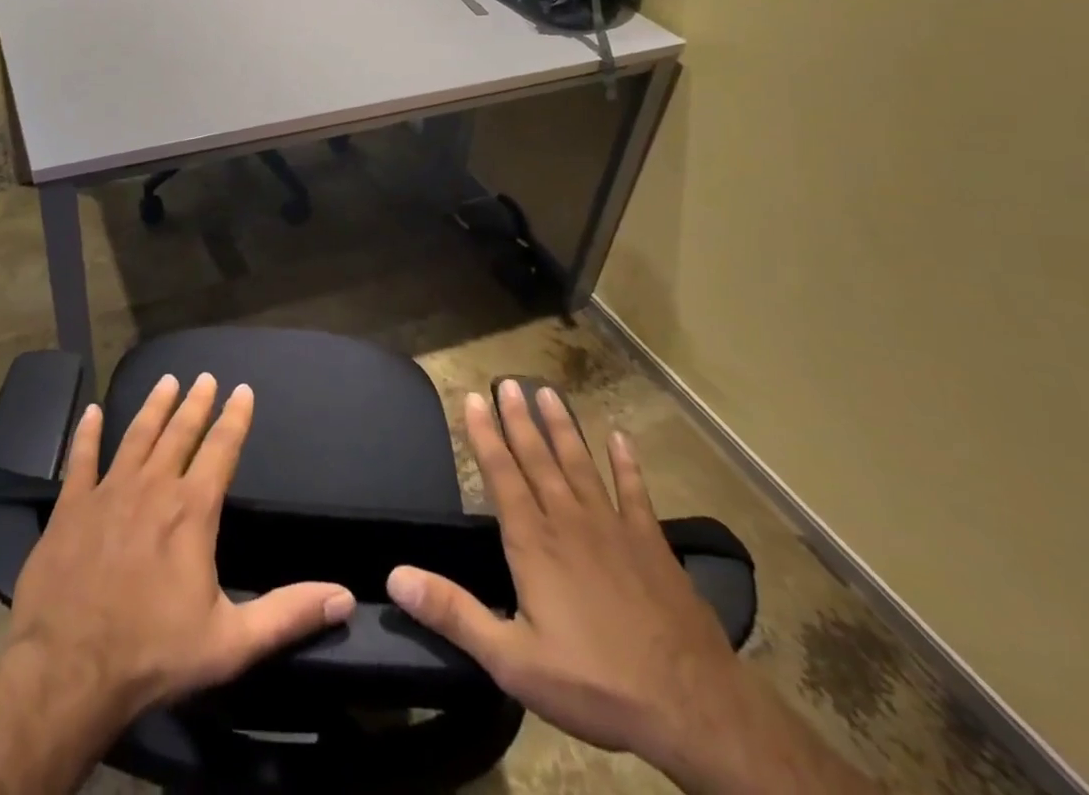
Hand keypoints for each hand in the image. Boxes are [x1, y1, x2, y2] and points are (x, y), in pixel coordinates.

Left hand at [7, 372, 356, 728]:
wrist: (69, 670)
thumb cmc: (154, 654)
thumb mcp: (231, 643)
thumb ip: (288, 614)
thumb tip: (344, 596)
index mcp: (192, 511)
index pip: (221, 449)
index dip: (235, 418)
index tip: (242, 389)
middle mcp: (153, 487)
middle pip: (179, 433)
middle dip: (196, 403)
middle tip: (205, 376)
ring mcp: (108, 492)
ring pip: (136, 436)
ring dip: (153, 406)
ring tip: (166, 381)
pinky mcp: (71, 506)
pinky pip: (81, 459)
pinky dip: (87, 434)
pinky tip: (91, 412)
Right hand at [386, 382, 746, 772]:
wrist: (692, 707)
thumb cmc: (594, 683)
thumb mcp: (512, 660)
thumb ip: (453, 613)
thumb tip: (395, 576)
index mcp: (533, 542)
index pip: (501, 474)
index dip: (485, 434)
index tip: (474, 398)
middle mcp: (568, 520)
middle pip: (538, 458)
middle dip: (519, 418)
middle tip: (507, 381)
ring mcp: (613, 527)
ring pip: (579, 463)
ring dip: (561, 427)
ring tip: (547, 392)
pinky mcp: (652, 543)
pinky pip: (635, 492)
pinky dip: (626, 464)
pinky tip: (621, 438)